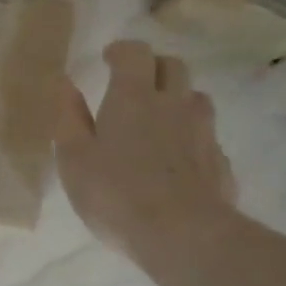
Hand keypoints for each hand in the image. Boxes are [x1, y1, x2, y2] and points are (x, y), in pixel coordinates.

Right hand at [56, 41, 236, 258]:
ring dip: (179, 100)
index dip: (122, 51)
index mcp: (134, 97)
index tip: (109, 59)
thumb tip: (64, 84)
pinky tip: (180, 162)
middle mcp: (174, 104)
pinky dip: (193, 139)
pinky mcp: (221, 162)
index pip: (135, 52)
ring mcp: (203, 132)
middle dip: (154, 68)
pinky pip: (207, 138)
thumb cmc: (117, 194)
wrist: (183, 235)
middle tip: (135, 86)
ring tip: (161, 121)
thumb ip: (69, 118)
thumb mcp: (75, 160)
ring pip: (196, 99)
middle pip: (173, 66)